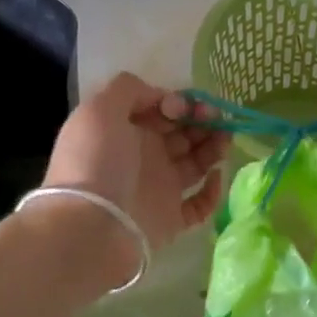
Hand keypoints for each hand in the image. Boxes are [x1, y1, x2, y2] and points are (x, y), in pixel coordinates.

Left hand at [40, 72, 229, 278]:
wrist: (90, 227)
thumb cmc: (96, 162)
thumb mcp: (101, 110)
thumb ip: (129, 89)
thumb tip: (163, 97)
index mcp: (126, 130)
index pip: (161, 110)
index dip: (178, 103)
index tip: (184, 107)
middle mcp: (144, 156)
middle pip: (182, 133)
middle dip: (203, 121)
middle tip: (219, 119)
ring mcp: (159, 188)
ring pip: (196, 163)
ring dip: (213, 147)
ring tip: (226, 139)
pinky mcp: (172, 218)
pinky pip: (200, 204)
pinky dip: (213, 191)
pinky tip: (216, 175)